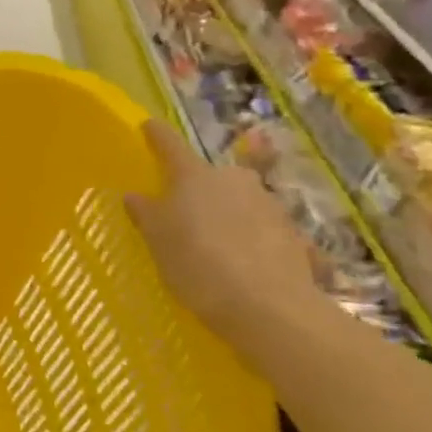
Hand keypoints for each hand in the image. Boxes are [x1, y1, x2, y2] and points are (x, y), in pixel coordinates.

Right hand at [123, 119, 316, 344]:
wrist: (267, 306)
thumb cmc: (196, 263)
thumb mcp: (157, 240)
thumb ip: (145, 213)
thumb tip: (135, 196)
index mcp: (196, 176)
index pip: (170, 146)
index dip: (156, 136)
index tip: (148, 125)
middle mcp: (235, 180)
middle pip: (212, 176)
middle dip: (199, 187)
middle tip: (183, 209)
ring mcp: (270, 206)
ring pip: (241, 202)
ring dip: (228, 214)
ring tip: (215, 243)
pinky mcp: (295, 236)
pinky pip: (263, 231)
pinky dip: (251, 240)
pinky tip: (244, 265)